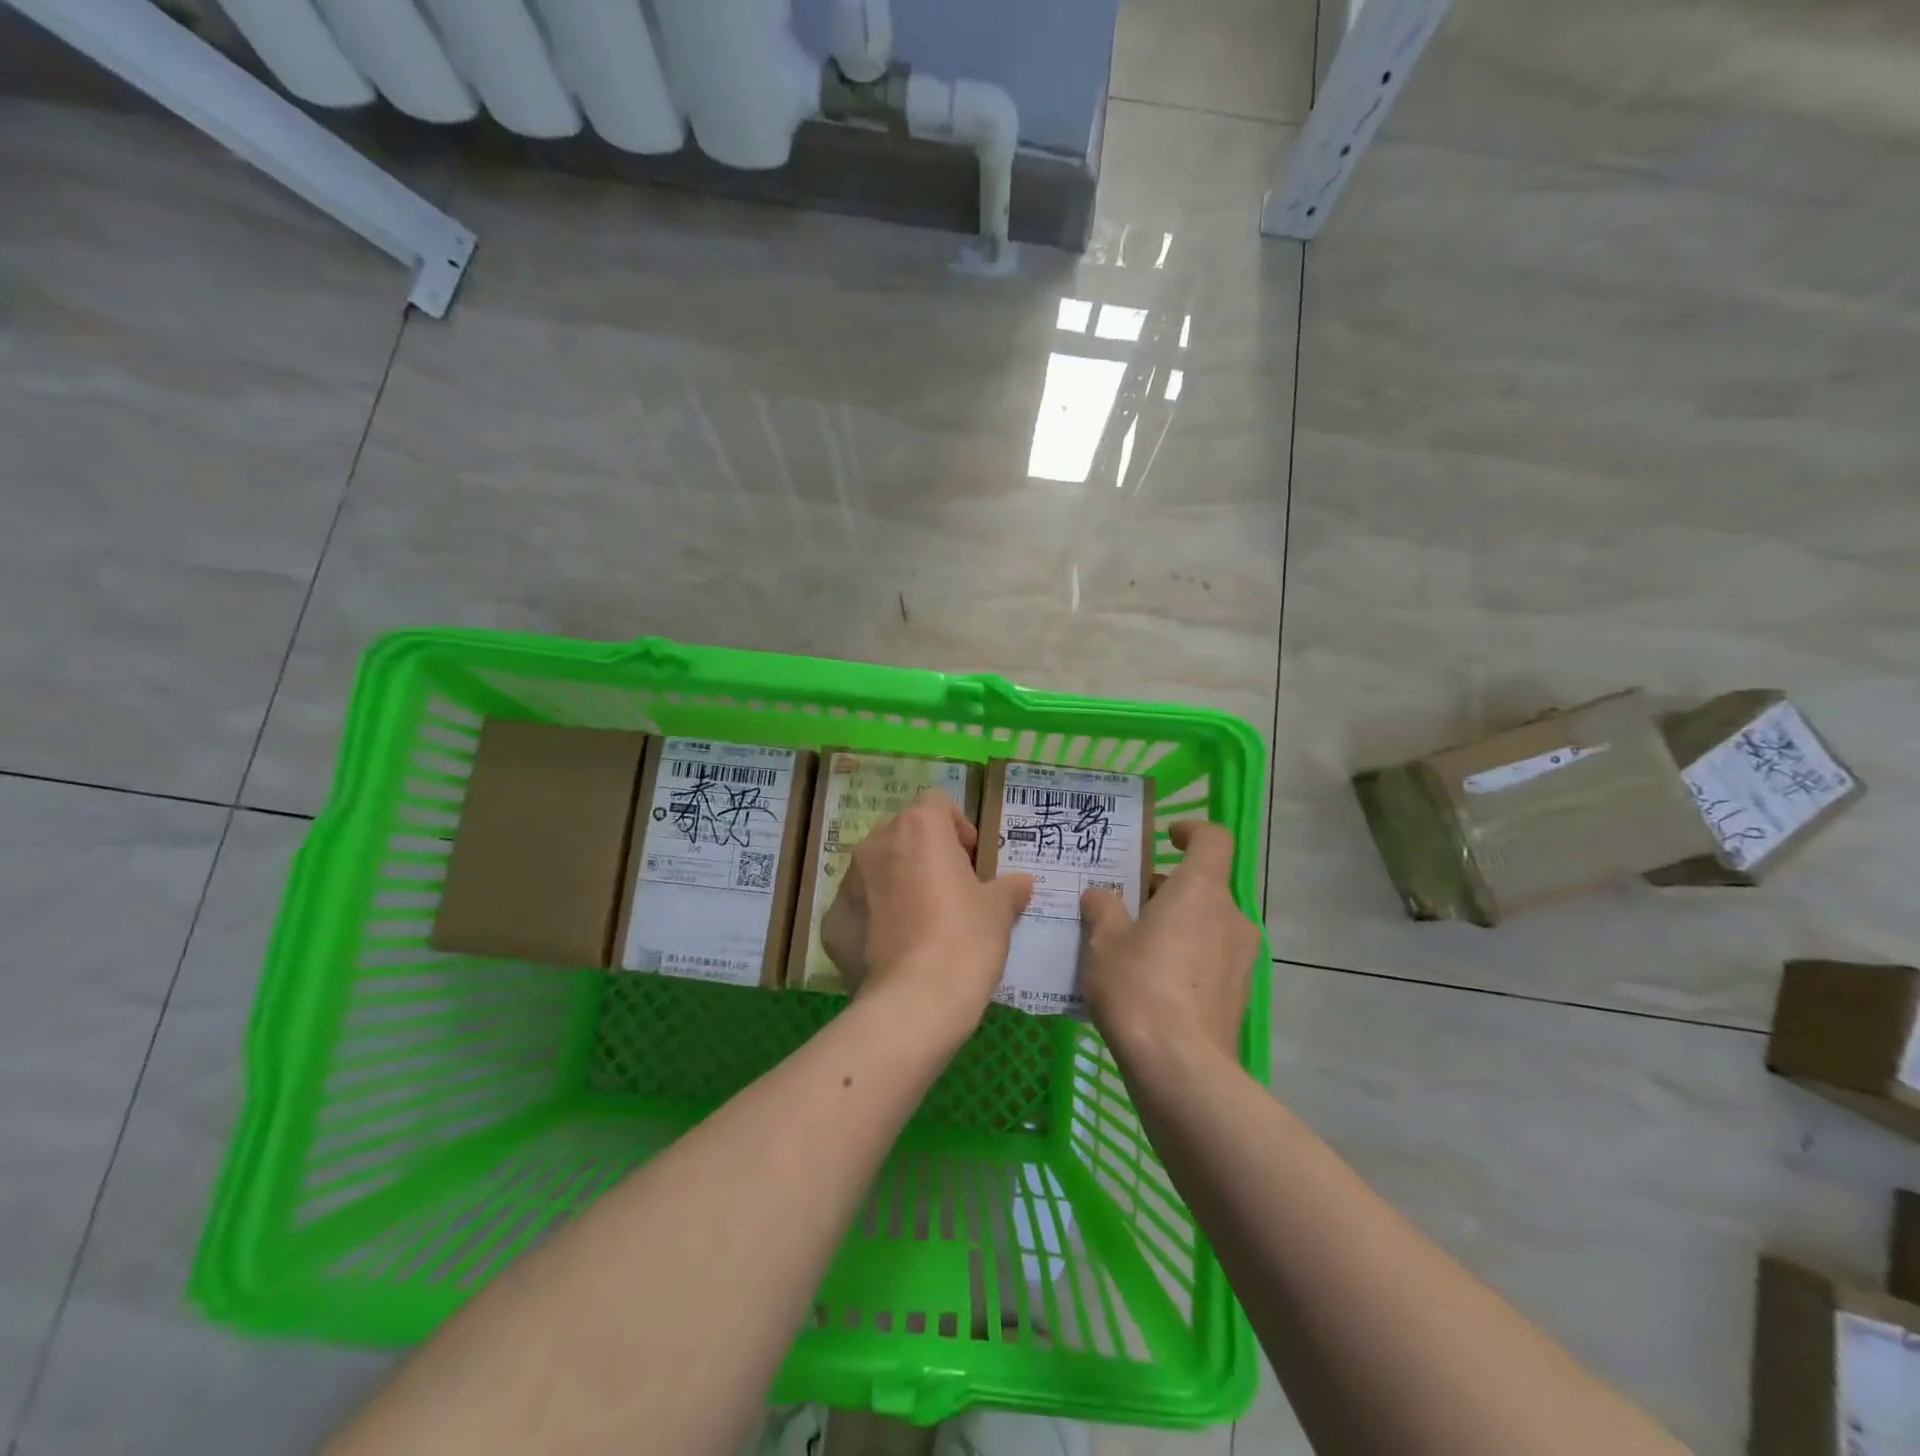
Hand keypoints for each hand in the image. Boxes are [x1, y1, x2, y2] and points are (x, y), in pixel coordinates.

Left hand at [821, 790, 1034, 1044]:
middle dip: (924, 854)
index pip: (937, 805)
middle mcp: (876, 844)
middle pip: (903, 834)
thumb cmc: (965, 939)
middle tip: (948, 890)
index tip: (971, 860)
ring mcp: (847, 882)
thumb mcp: (998, 910)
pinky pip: (857, 909)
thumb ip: (1008, 888)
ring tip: (920, 923)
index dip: (957, 827)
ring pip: (876, 870)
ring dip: (896, 883)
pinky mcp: (831, 922)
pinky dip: (873, 919)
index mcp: (918, 828)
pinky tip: (894, 951)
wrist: (915, 1001)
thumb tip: (1022, 883)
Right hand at [1079, 820, 1259, 1066]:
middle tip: (1124, 908)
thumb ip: (1103, 908)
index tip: (1165, 838)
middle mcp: (1231, 917)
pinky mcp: (1238, 994)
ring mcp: (1241, 959)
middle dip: (1166, 889)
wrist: (1181, 1068)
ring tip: (1131, 950)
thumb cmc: (1139, 987)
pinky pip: (1210, 958)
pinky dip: (1185, 957)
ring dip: (1175, 925)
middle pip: (1203, 885)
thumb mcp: (1104, 941)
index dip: (1191, 830)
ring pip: (1206, 923)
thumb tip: (1102, 896)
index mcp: (1201, 891)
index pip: (1213, 839)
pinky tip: (1150, 986)